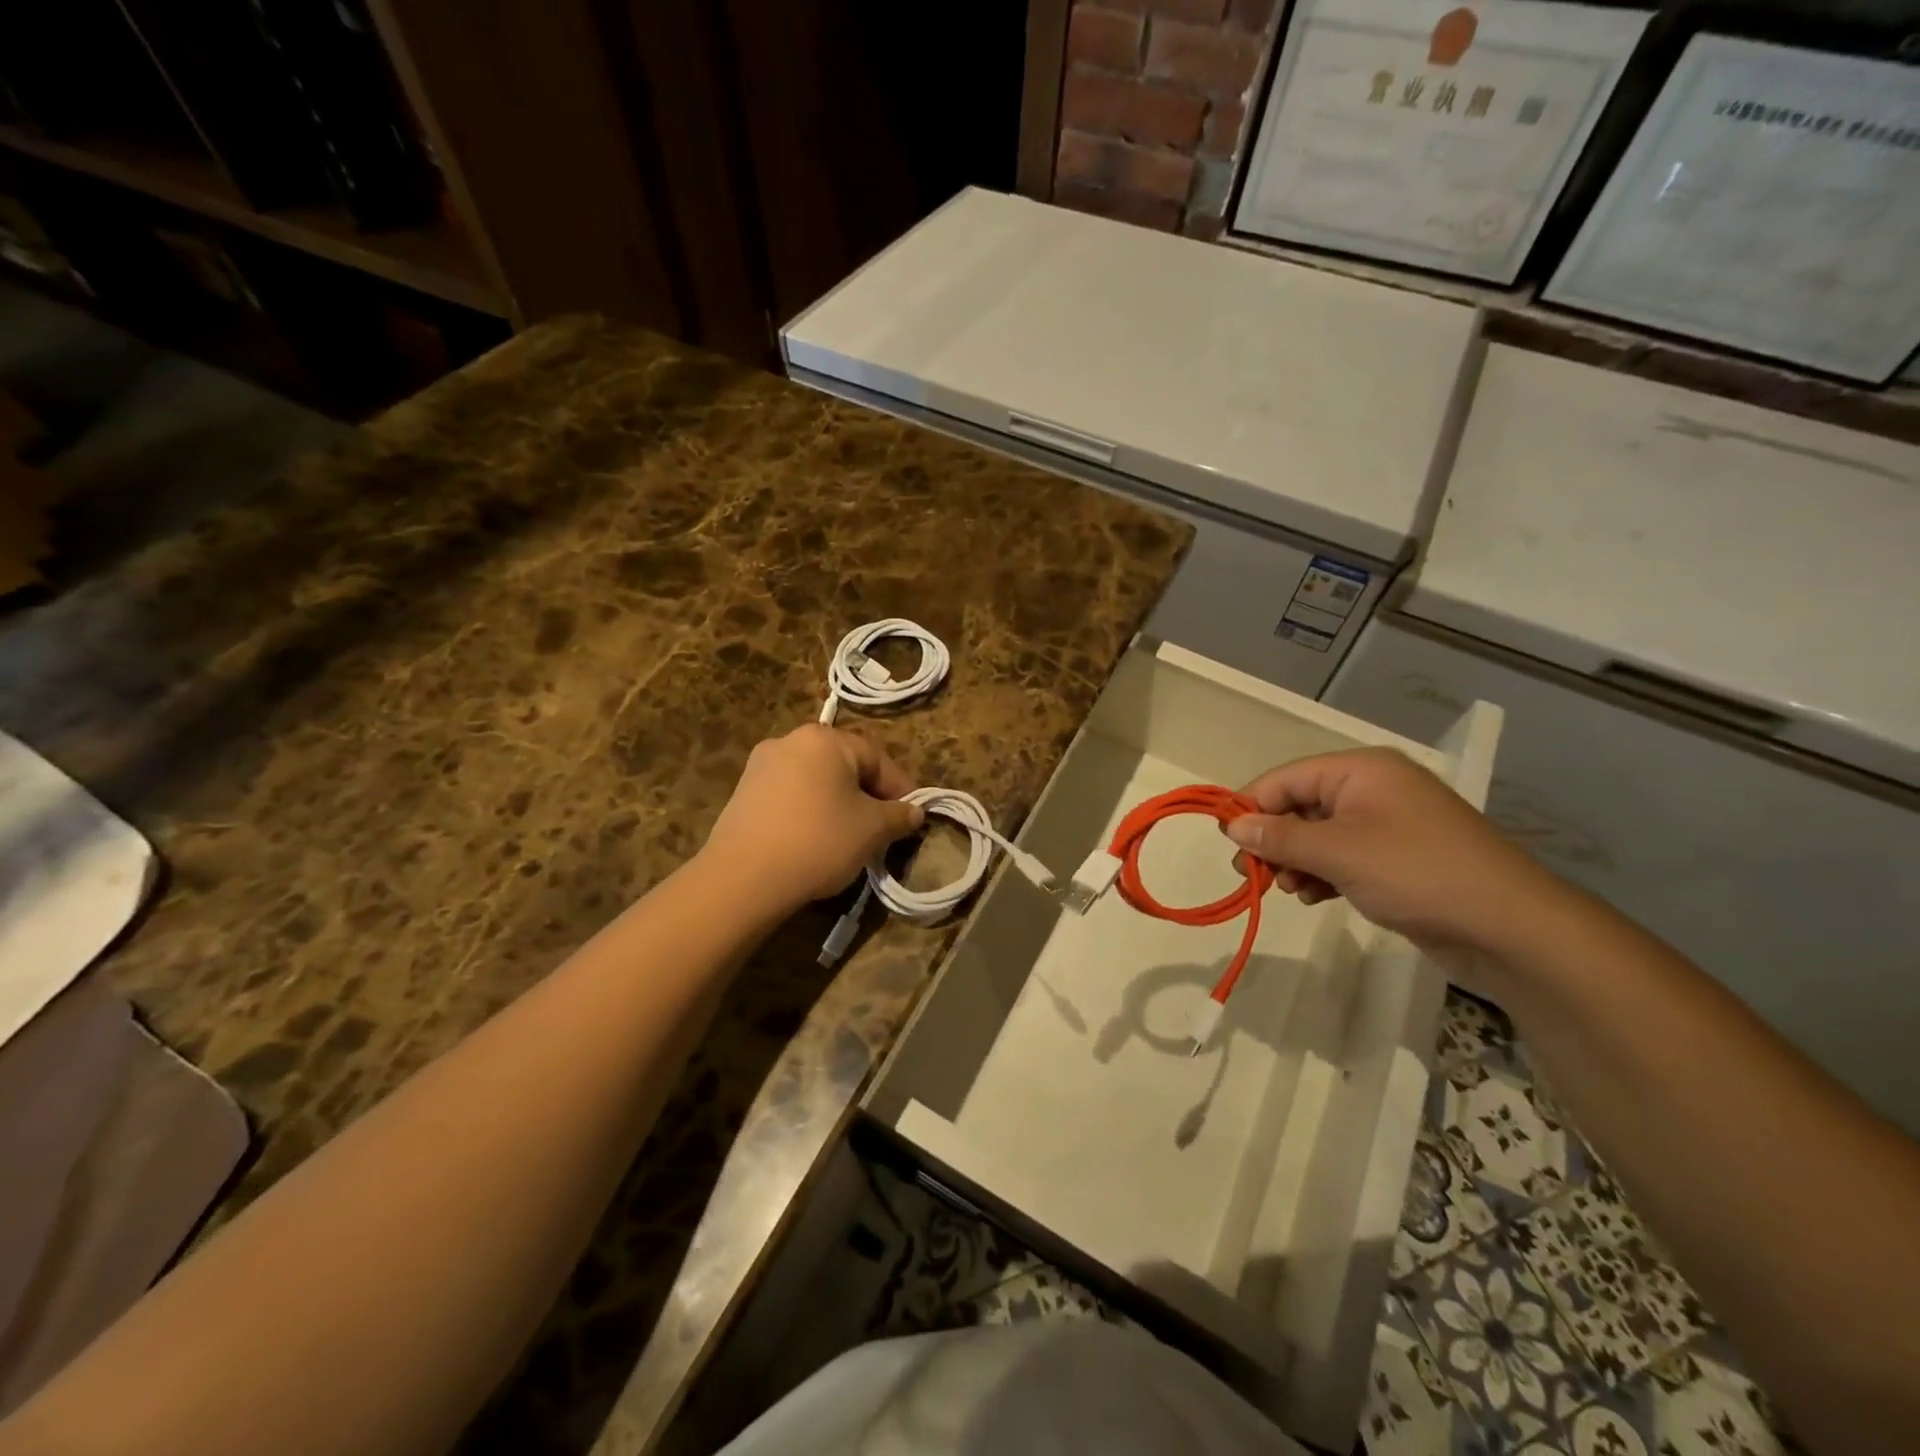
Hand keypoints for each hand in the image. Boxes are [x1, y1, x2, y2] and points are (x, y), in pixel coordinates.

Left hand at [703, 725, 924, 913]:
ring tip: (850, 838)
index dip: (900, 789)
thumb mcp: (872, 830)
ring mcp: (761, 765)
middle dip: (868, 796)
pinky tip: (814, 841)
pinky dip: (809, 812)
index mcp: (825, 739)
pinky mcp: (743, 793)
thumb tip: (914, 813)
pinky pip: (791, 796)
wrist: (743, 878)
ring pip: (817, 781)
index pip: (877, 758)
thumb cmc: (818, 841)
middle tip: (883, 829)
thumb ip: (899, 816)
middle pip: (845, 766)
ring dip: (839, 804)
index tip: (911, 819)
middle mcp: (791, 740)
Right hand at [1224, 748, 1555, 954]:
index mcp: (1360, 770)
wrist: (1508, 927)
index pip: (1285, 778)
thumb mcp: (1338, 852)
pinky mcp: (1395, 858)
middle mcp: (1371, 789)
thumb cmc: (1416, 872)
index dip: (1251, 807)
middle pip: (1299, 805)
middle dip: (1273, 840)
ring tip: (1288, 890)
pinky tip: (1312, 896)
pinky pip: (1340, 856)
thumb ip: (1279, 837)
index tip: (1228, 844)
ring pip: (1317, 835)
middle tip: (1251, 874)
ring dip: (1294, 862)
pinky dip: (1320, 874)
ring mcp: (1385, 824)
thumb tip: (1232, 826)